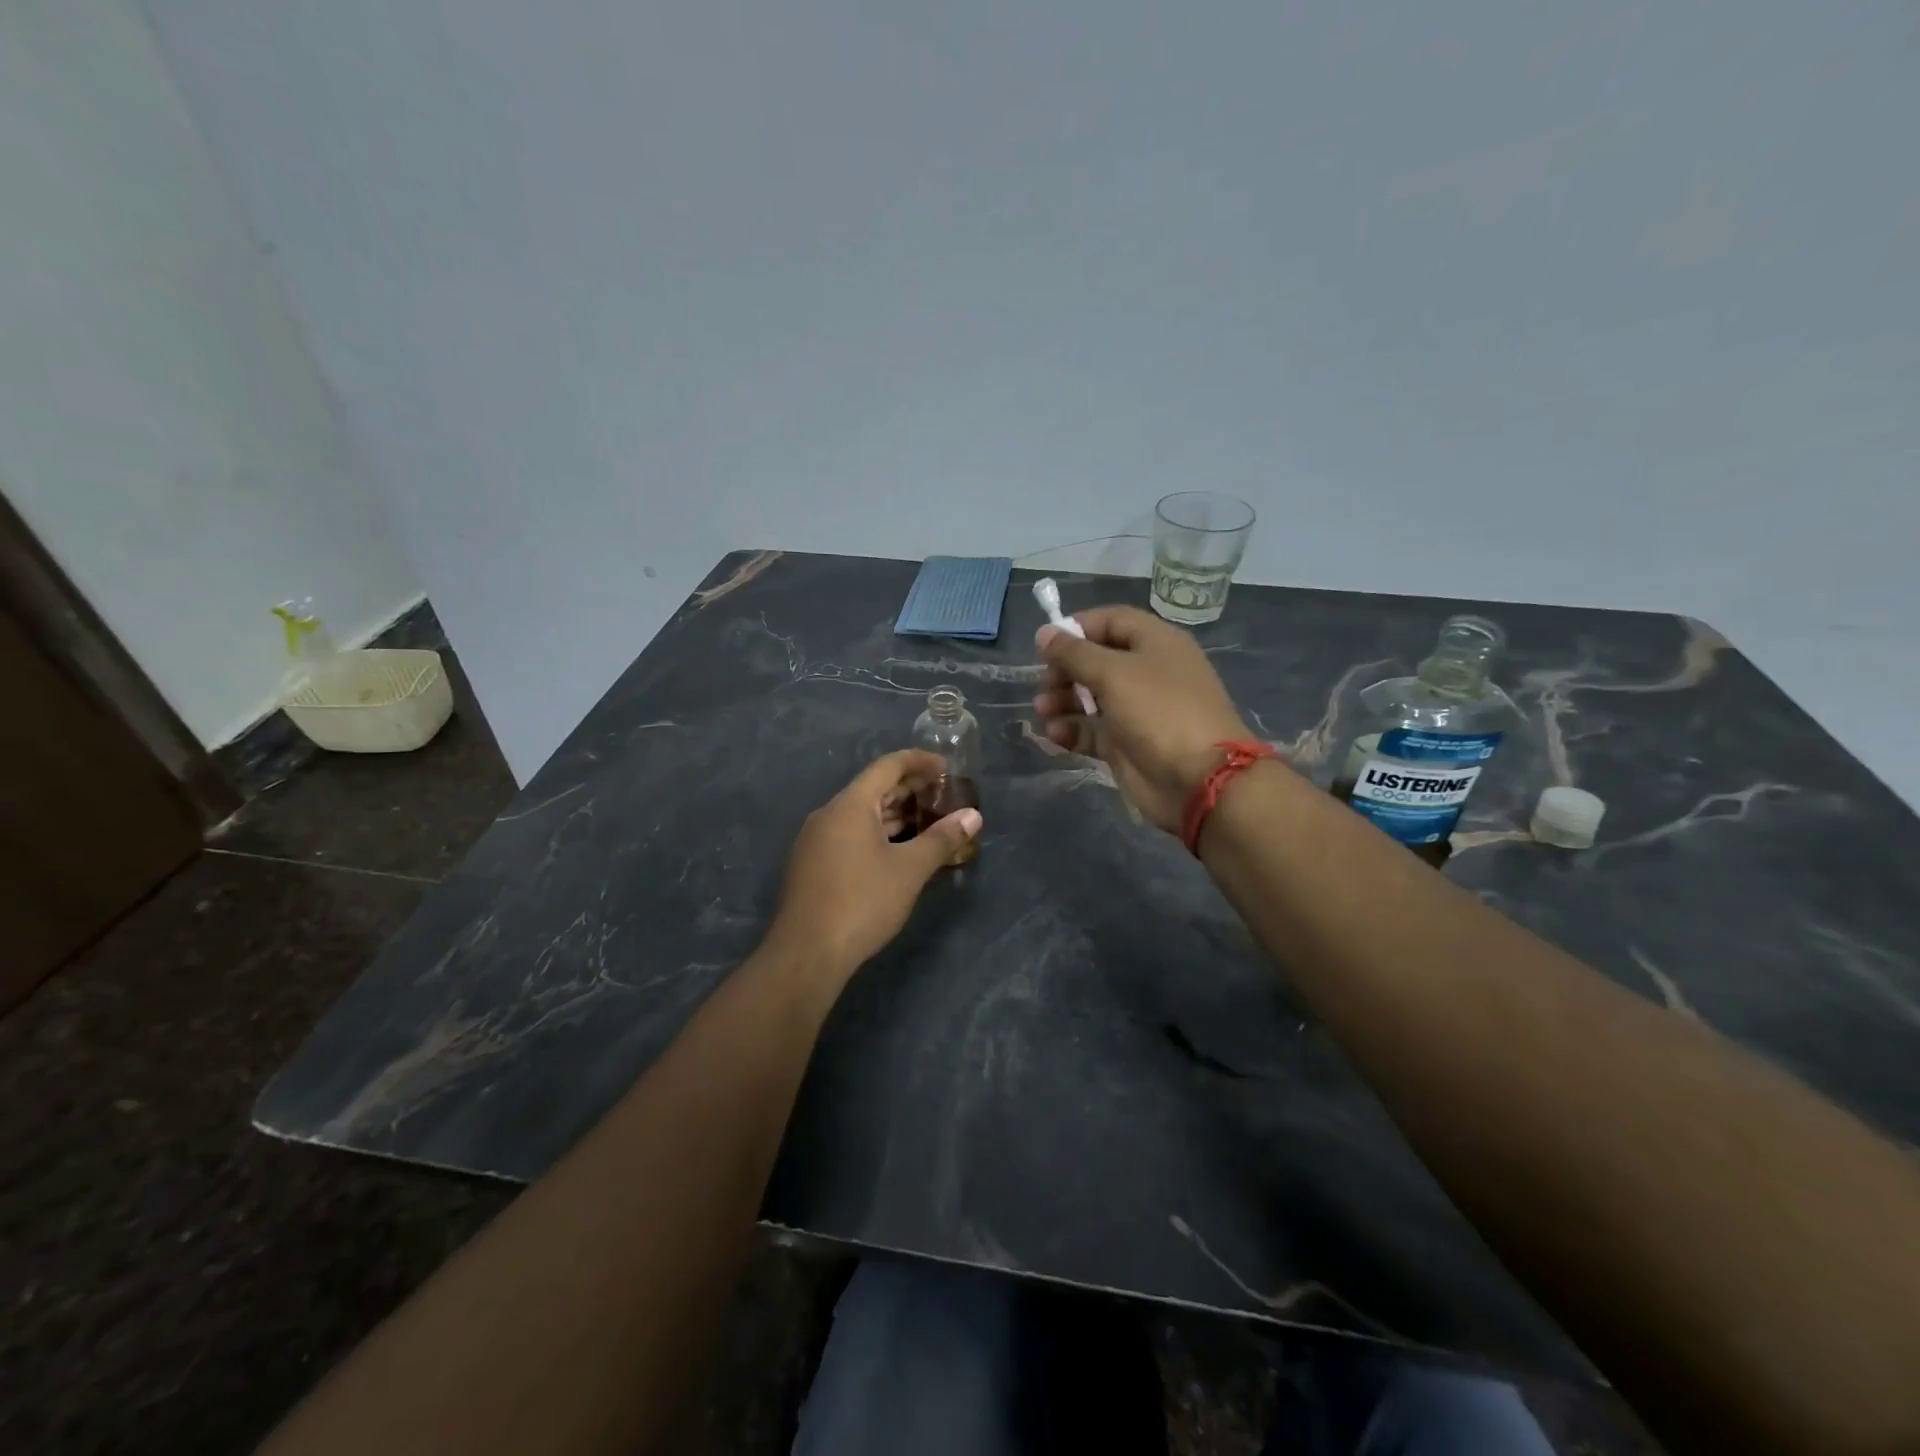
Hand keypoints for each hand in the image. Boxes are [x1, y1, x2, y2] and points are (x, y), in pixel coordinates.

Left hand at [767, 750, 982, 976]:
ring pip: (860, 815)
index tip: (946, 767)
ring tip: (927, 822)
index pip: (887, 766)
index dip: (919, 762)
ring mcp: (816, 840)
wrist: (807, 953)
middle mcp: (828, 814)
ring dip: (894, 814)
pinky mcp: (812, 864)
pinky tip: (897, 851)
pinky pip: (849, 835)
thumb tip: (973, 816)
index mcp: (850, 805)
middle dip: (909, 789)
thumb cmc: (862, 902)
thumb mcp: (910, 870)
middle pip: (873, 789)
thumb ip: (942, 839)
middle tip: (943, 795)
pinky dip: (877, 833)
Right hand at [1032, 606, 1265, 833]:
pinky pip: (1092, 730)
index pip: (1111, 621)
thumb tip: (1045, 633)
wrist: (1198, 780)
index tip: (1045, 644)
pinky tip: (1055, 734)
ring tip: (1042, 711)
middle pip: (1096, 660)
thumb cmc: (1159, 712)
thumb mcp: (1114, 673)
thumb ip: (1074, 652)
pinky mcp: (1126, 744)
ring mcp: (1137, 710)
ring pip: (1090, 697)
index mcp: (1155, 643)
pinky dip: (1072, 730)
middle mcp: (1147, 672)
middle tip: (1044, 684)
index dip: (1077, 628)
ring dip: (1062, 701)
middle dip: (1064, 670)